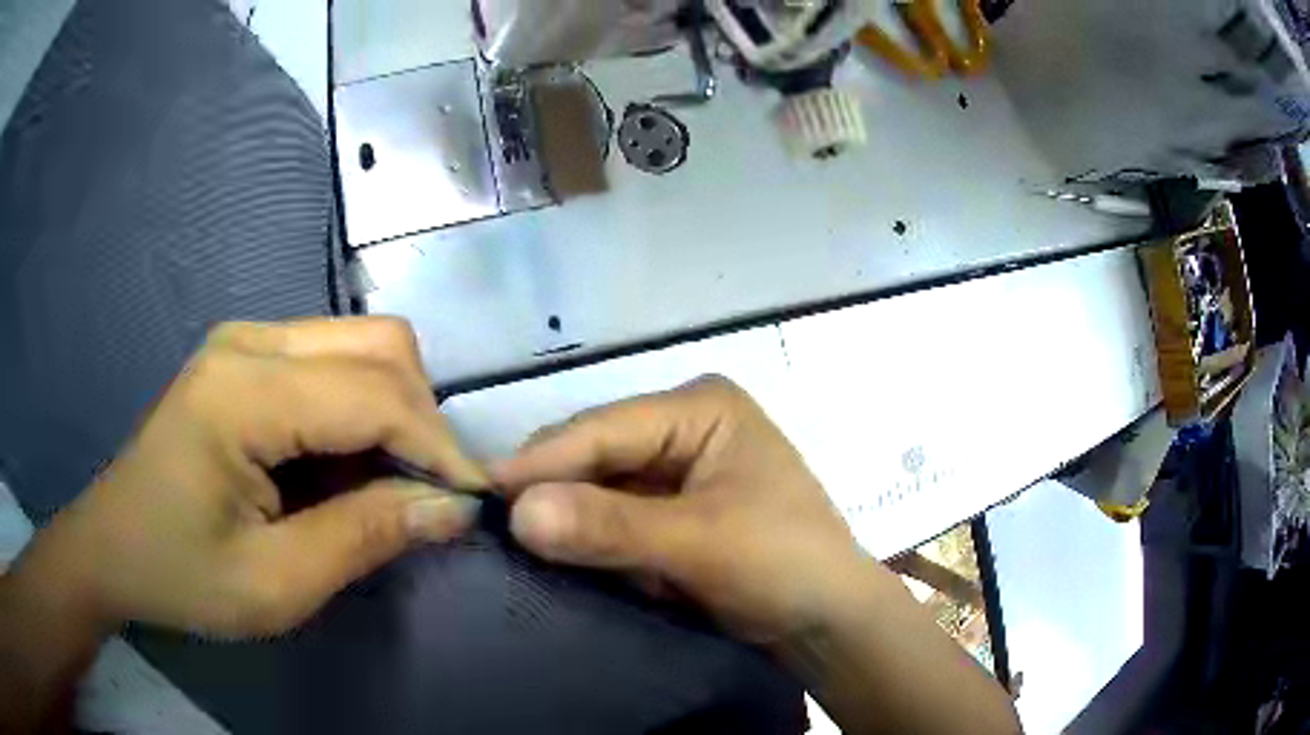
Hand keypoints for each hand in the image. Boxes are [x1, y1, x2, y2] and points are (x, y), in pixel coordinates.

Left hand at [10, 318, 486, 638]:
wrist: (113, 547)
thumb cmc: (181, 575)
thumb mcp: (274, 585)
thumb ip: (365, 538)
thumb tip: (453, 510)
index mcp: (241, 392)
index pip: (373, 395)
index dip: (438, 447)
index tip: (477, 502)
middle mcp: (249, 341)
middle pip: (379, 345)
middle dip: (422, 420)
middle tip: (427, 495)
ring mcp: (246, 341)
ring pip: (363, 345)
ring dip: (395, 413)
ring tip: (385, 484)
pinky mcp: (246, 357)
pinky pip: (334, 361)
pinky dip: (362, 410)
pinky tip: (343, 464)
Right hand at [494, 376, 864, 644]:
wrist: (827, 621)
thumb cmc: (783, 564)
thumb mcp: (700, 544)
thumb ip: (609, 527)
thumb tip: (518, 512)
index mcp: (701, 408)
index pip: (604, 428)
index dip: (542, 460)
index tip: (480, 490)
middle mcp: (683, 427)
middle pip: (596, 454)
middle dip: (549, 489)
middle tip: (488, 520)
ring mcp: (674, 470)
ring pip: (598, 487)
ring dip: (564, 516)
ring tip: (507, 536)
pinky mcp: (669, 511)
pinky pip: (611, 517)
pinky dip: (586, 537)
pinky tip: (552, 551)